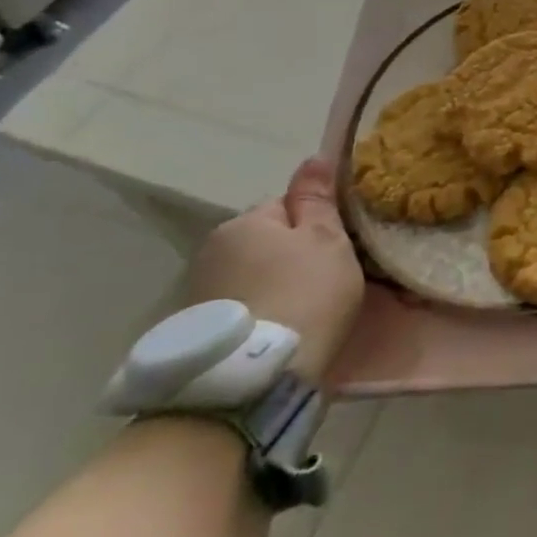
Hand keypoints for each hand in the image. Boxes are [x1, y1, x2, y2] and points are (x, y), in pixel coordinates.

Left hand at [183, 158, 363, 384]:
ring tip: (306, 311)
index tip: (340, 248)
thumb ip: (317, 199)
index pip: (288, 205)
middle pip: (267, 241)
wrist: (256, 378)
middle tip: (328, 279)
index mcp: (244, 222)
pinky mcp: (197, 333)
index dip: (318, 223)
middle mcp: (212, 251)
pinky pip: (241, 308)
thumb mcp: (326, 239)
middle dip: (293, 255)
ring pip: (254, 276)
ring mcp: (198, 294)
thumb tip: (312, 159)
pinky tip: (281, 332)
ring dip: (276, 285)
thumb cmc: (304, 294)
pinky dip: (261, 313)